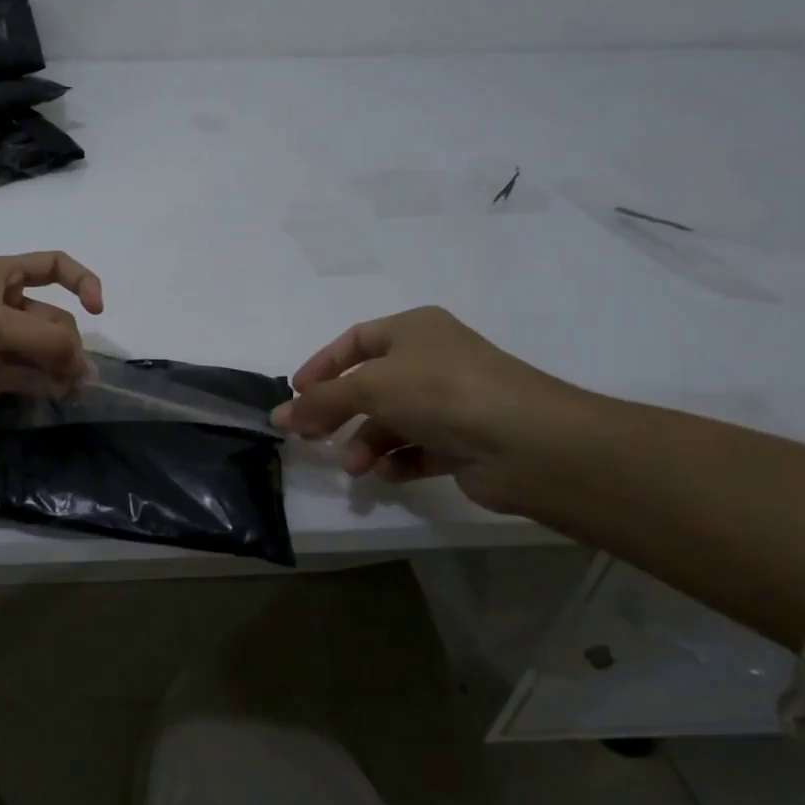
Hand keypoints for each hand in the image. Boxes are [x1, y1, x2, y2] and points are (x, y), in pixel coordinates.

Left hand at [0, 252, 104, 417]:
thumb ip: (43, 342)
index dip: (82, 282)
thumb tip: (85, 368)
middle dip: (70, 344)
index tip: (97, 310)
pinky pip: (21, 378)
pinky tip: (53, 400)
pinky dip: (39, 387)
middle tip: (79, 379)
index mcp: (3, 276)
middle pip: (52, 320)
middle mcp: (2, 306)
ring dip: (59, 370)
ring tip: (75, 394)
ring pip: (39, 353)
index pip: (55, 266)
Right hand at [271, 307, 585, 512]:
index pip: (355, 341)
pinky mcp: (465, 441)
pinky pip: (419, 449)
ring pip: (393, 421)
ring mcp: (452, 402)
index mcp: (414, 329)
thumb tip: (278, 416)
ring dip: (366, 443)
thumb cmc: (440, 392)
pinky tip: (387, 475)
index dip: (322, 366)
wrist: (526, 441)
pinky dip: (398, 461)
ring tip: (354, 467)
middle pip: (370, 385)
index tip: (296, 395)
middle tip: (310, 437)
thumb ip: (320, 401)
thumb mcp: (369, 386)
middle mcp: (433, 360)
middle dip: (338, 412)